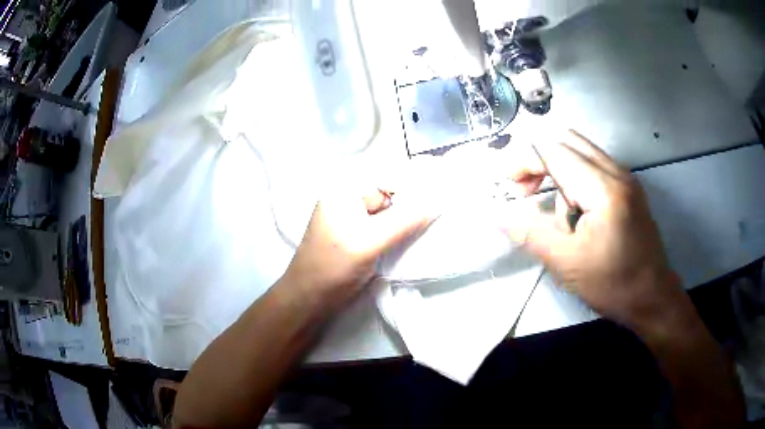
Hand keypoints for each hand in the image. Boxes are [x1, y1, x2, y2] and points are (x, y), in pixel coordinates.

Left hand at [285, 180, 435, 310]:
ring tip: (436, 220)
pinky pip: (388, 225)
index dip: (416, 181)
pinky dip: (403, 229)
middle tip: (444, 207)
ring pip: (392, 210)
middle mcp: (350, 196)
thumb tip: (438, 201)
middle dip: (416, 200)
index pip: (388, 174)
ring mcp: (355, 217)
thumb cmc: (332, 267)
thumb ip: (405, 221)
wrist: (310, 300)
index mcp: (344, 188)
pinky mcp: (361, 235)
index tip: (444, 190)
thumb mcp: (369, 241)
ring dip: (411, 217)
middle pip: (391, 191)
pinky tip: (419, 234)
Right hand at [506, 130, 684, 329]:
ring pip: (582, 151)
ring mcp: (626, 178)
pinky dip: (576, 177)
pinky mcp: (630, 188)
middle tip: (525, 190)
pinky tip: (575, 209)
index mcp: (604, 189)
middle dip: (539, 159)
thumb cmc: (612, 284)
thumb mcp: (567, 264)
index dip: (525, 162)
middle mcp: (617, 173)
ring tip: (553, 208)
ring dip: (558, 167)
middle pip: (568, 141)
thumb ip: (530, 234)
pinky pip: (595, 166)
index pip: (555, 152)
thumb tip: (498, 216)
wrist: (653, 297)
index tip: (507, 184)